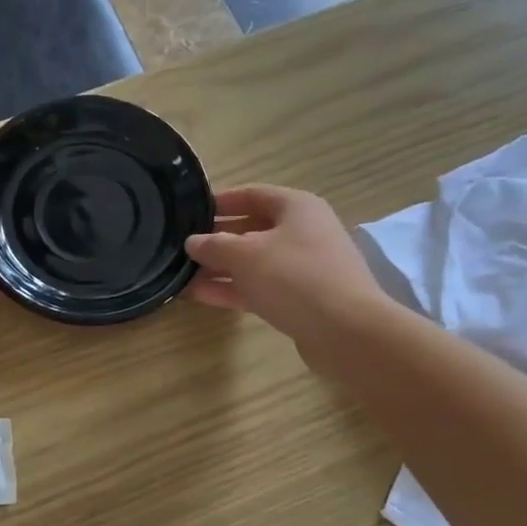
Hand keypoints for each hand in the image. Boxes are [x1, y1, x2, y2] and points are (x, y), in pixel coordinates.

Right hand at [184, 186, 382, 363]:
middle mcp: (302, 232)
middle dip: (216, 239)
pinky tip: (198, 295)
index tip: (189, 211)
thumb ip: (214, 245)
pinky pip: (259, 287)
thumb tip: (192, 242)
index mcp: (296, 207)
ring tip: (180, 274)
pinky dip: (231, 289)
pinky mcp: (300, 299)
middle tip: (181, 246)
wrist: (346, 331)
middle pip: (251, 229)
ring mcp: (302, 268)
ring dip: (219, 268)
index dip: (219, 201)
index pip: (252, 194)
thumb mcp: (245, 255)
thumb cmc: (294, 277)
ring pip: (253, 262)